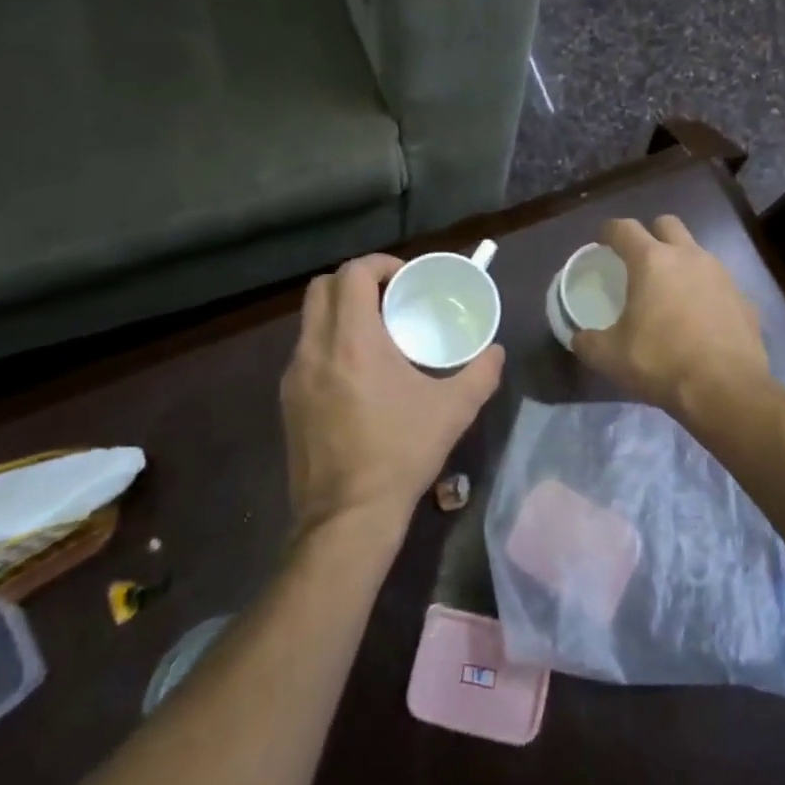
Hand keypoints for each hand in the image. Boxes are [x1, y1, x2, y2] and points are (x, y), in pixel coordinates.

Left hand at [280, 254, 503, 536]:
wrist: (346, 519)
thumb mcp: (453, 410)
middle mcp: (316, 349)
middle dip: (356, 281)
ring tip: (376, 333)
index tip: (406, 279)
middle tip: (389, 298)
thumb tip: (496, 351)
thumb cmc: (400, 454)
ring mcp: (295, 375)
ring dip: (341, 311)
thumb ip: (481, 373)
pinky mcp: (287, 400)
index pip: (353, 273)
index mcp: (353, 341)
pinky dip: (330, 341)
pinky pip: (306, 350)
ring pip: (310, 318)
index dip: (380, 264)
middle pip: (322, 286)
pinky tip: (357, 372)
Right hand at [571, 216, 769, 414]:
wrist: (727, 391)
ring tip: (670, 292)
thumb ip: (588, 341)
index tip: (601, 242)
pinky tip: (700, 320)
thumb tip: (580, 337)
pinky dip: (706, 292)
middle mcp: (689, 256)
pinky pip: (719, 284)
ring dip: (681, 262)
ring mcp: (721, 275)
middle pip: (667, 224)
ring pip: (697, 251)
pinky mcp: (744, 299)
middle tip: (639, 260)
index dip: (609, 231)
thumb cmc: (662, 363)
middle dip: (650, 234)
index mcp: (652, 261)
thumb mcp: (610, 357)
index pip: (624, 228)